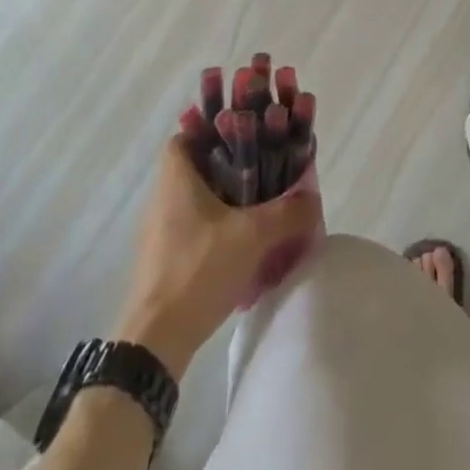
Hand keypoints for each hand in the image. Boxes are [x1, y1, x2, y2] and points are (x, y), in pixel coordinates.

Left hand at [113, 136, 319, 380]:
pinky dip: (214, 226)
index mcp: (176, 176)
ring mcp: (158, 230)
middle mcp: (162, 195)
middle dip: (227, 164)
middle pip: (196, 164)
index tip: (244, 136)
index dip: (213, 129)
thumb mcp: (252, 237)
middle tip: (261, 169)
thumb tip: (314, 198)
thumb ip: (288, 213)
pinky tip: (239, 243)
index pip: (188, 134)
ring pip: (195, 197)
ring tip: (257, 205)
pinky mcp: (161, 259)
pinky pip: (192, 227)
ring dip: (223, 197)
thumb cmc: (198, 270)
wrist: (155, 341)